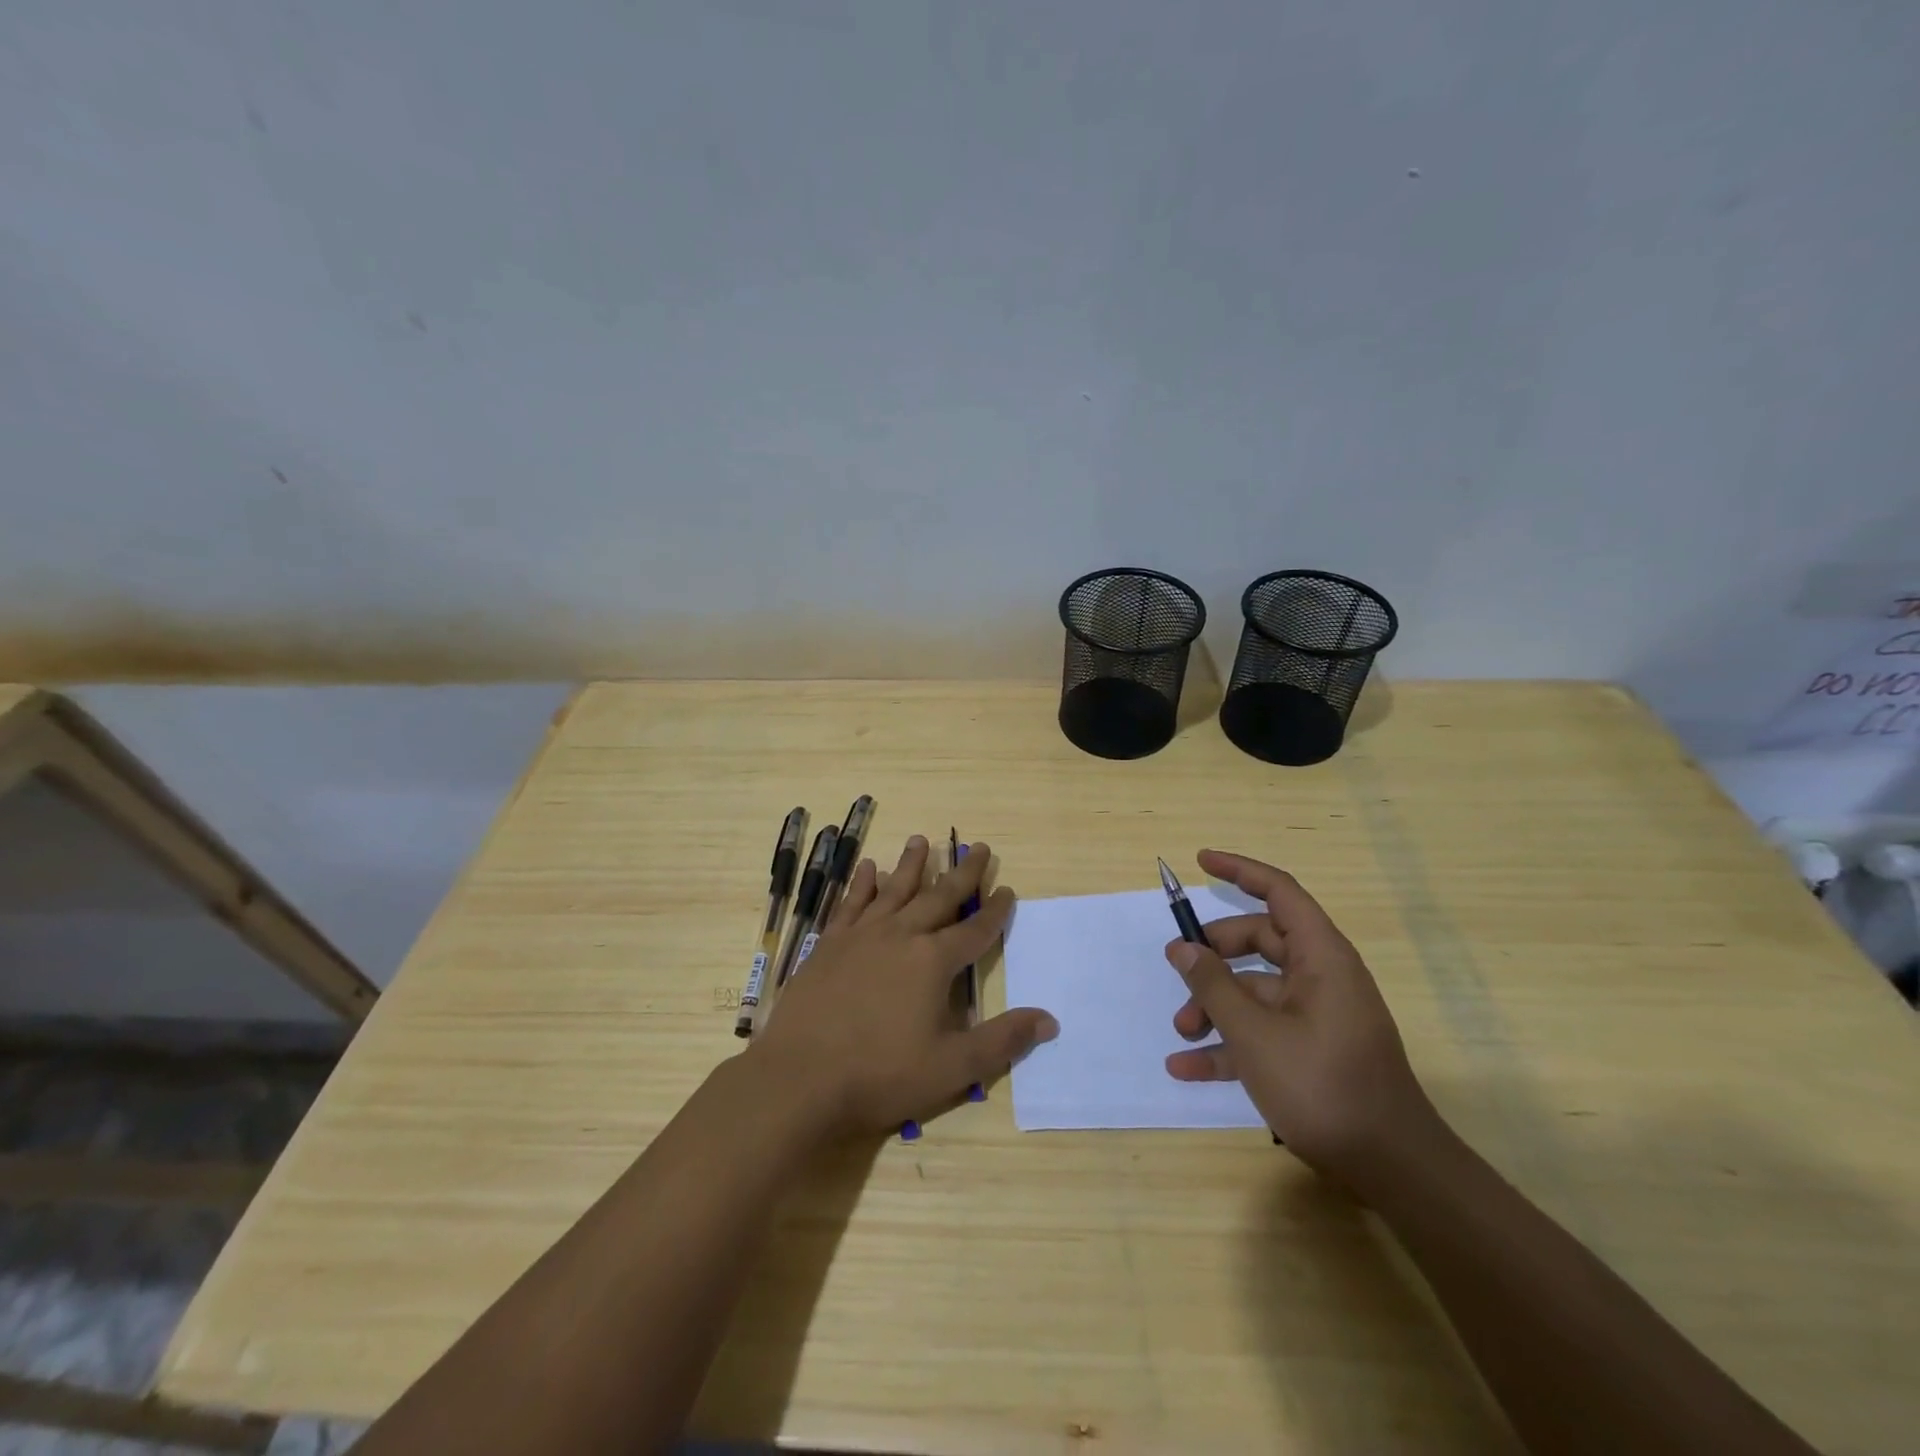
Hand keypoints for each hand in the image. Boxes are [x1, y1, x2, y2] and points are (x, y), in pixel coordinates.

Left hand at [748, 834, 1057, 1139]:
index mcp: (933, 962)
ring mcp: (862, 936)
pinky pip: (851, 904)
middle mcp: (901, 936)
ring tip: (922, 839)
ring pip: (894, 890)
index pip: (975, 930)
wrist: (800, 1078)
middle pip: (939, 897)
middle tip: (978, 847)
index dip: (995, 912)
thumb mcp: (952, 1068)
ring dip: (912, 865)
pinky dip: (862, 884)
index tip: (1008, 891)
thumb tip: (1049, 1021)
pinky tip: (867, 868)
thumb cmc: (880, 1075)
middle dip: (963, 873)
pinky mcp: (830, 944)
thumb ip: (1002, 1041)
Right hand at [1163, 849, 1434, 1184]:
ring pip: (1255, 989)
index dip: (1240, 871)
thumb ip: (1213, 985)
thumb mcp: (1254, 1033)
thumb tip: (1182, 947)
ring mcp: (1316, 1015)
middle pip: (1259, 941)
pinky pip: (1263, 1030)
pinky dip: (1229, 1044)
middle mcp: (1321, 977)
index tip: (1201, 862)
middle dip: (1213, 954)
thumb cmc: (1323, 1085)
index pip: (1280, 892)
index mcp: (1321, 957)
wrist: (1390, 1167)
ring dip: (1215, 1005)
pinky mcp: (1312, 1050)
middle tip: (1176, 966)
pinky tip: (1187, 1066)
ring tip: (1180, 1031)